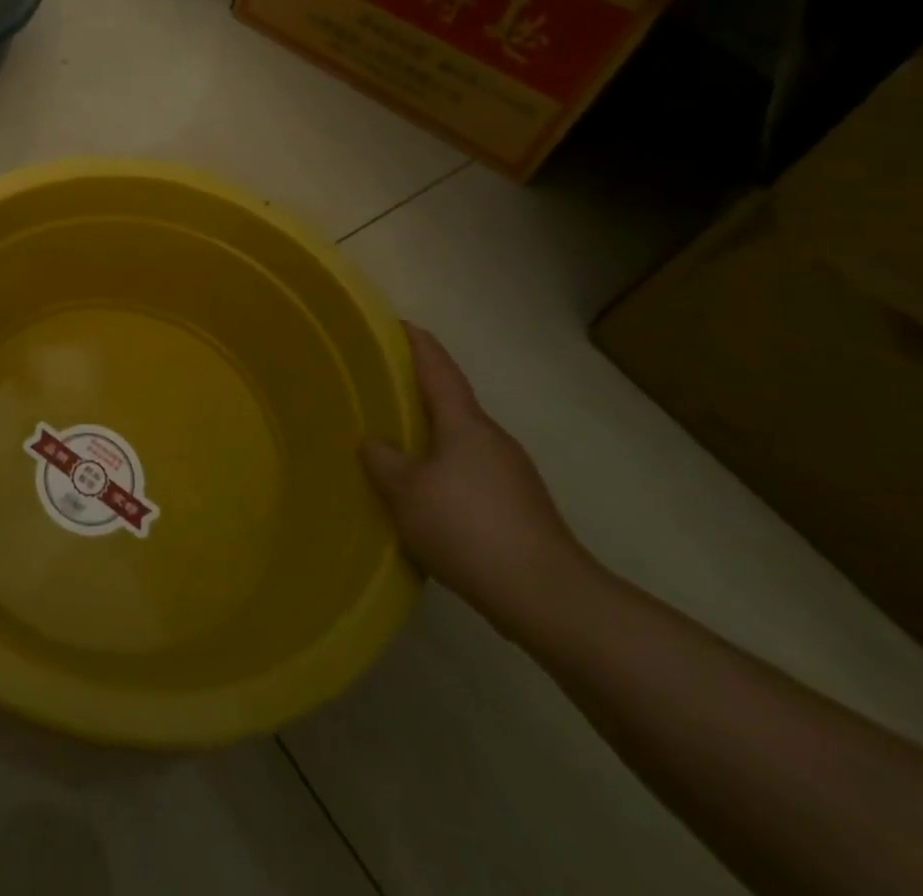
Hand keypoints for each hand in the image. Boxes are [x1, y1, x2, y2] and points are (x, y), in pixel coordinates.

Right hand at [361, 325, 591, 627]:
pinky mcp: (519, 508)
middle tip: (379, 389)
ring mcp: (511, 474)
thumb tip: (375, 442)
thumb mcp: (407, 492)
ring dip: (430, 436)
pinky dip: (444, 470)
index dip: (417, 344)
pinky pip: (470, 473)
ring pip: (460, 442)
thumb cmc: (468, 528)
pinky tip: (425, 496)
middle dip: (418, 392)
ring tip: (394, 444)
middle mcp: (492, 439)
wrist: (547, 597)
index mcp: (466, 423)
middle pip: (451, 403)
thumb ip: (383, 460)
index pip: (438, 369)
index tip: (397, 324)